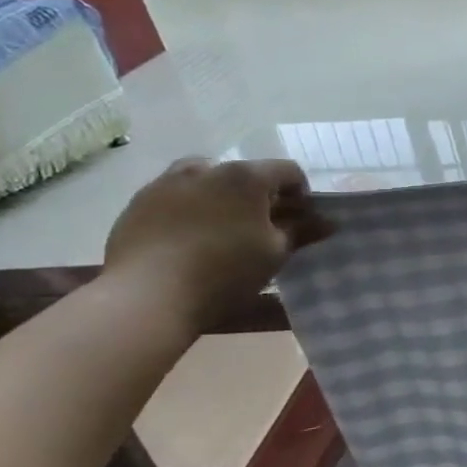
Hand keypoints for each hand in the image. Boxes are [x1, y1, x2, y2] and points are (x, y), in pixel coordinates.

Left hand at [102, 158, 333, 331]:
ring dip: (223, 196)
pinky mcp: (138, 203)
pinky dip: (190, 208)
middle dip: (260, 196)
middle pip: (246, 174)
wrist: (145, 298)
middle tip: (264, 227)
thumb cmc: (224, 272)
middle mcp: (206, 168)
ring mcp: (167, 183)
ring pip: (207, 180)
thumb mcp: (275, 253)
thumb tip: (328, 222)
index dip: (302, 194)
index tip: (302, 220)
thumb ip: (302, 231)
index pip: (288, 171)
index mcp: (246, 176)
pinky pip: (176, 196)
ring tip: (224, 229)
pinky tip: (189, 238)